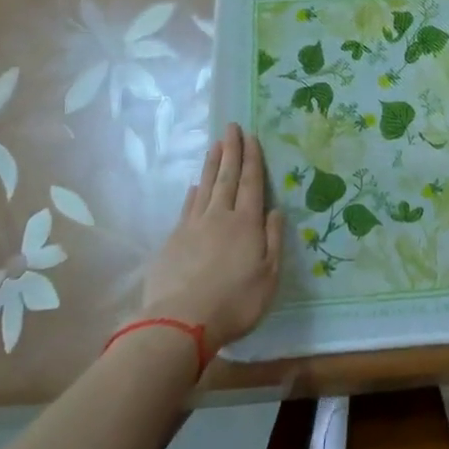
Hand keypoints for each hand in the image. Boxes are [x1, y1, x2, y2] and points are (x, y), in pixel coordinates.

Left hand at [141, 124, 283, 352]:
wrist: (181, 322)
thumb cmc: (235, 302)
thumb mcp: (269, 277)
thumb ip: (273, 240)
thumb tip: (275, 211)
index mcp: (246, 224)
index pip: (252, 183)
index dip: (252, 159)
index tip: (250, 136)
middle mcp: (220, 216)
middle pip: (227, 177)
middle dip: (231, 151)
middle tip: (231, 127)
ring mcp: (193, 226)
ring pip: (204, 187)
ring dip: (211, 165)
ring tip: (215, 145)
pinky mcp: (173, 240)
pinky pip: (186, 207)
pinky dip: (192, 193)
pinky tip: (193, 186)